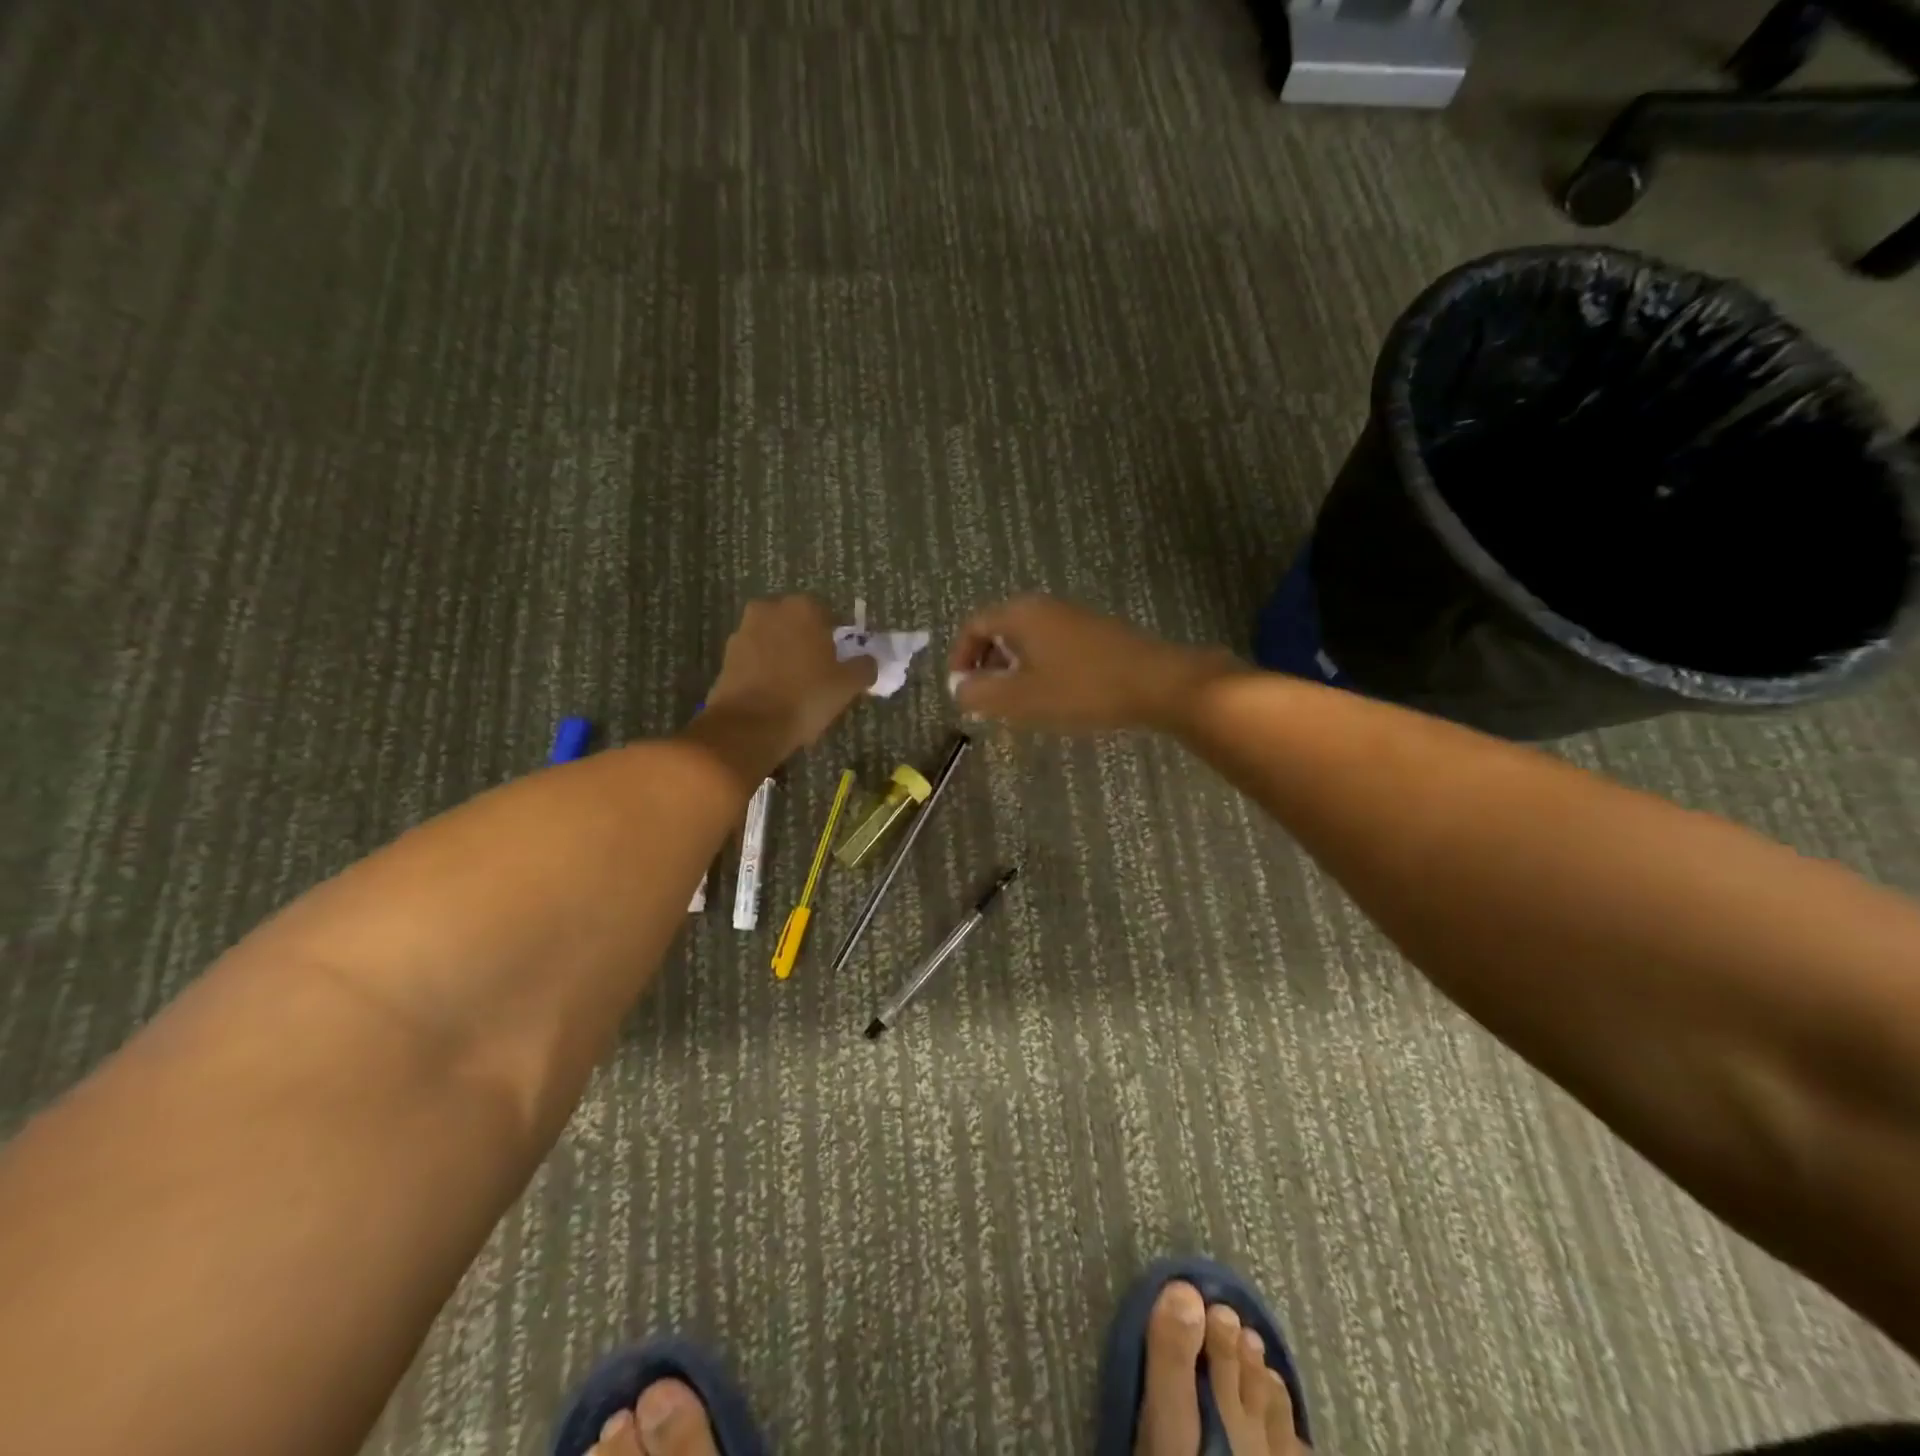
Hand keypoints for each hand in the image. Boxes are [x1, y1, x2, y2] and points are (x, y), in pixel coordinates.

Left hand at [690, 596, 875, 778]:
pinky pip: (755, 658)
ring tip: (796, 686)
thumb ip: (864, 667)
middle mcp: (770, 610)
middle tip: (820, 672)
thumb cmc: (805, 697)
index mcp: (803, 608)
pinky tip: (774, 694)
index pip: (829, 615)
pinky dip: (765, 669)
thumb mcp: (847, 685)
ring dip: (785, 655)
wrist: (747, 726)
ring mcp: (744, 631)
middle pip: (797, 624)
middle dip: (808, 642)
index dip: (838, 638)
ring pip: (774, 639)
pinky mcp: (726, 656)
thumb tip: (868, 661)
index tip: (842, 661)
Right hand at [946, 595, 1240, 731]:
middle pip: (1000, 631)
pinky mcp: (1096, 634)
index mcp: (1021, 614)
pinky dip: (1040, 669)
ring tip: (1018, 705)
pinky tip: (1054, 698)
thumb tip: (958, 688)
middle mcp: (1045, 607)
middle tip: (987, 701)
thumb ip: (980, 693)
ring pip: (1027, 641)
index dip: (960, 658)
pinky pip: (1052, 647)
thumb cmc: (1081, 689)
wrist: (1158, 684)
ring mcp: (1074, 618)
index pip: (974, 626)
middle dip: (987, 667)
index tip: (962, 691)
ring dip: (1014, 671)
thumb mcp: (1021, 698)